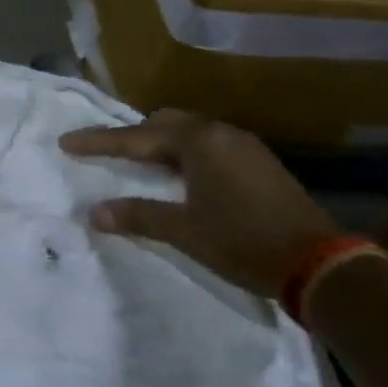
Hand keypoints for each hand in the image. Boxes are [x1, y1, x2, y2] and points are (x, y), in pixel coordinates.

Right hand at [60, 110, 336, 299]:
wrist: (321, 264)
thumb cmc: (243, 241)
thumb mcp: (184, 231)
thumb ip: (137, 216)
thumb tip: (94, 212)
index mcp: (197, 142)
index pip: (135, 138)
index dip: (98, 142)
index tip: (66, 142)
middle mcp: (220, 133)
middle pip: (164, 122)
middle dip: (133, 135)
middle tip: (107, 150)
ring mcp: (245, 146)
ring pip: (190, 132)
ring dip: (161, 143)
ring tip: (141, 162)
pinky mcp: (261, 163)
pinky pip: (210, 145)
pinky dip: (186, 153)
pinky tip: (183, 175)